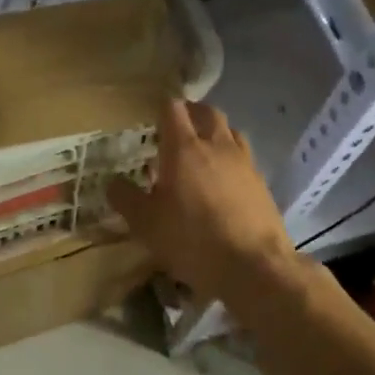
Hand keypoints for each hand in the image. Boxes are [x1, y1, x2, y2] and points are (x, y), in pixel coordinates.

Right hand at [108, 100, 296, 302]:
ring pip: (230, 131)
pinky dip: (231, 158)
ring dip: (215, 132)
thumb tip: (113, 182)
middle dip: (191, 113)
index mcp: (184, 148)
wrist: (254, 267)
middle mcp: (216, 146)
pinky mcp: (262, 183)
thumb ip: (126, 198)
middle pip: (207, 112)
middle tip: (177, 126)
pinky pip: (244, 157)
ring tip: (202, 149)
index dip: (161, 107)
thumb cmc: (192, 240)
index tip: (151, 116)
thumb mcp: (146, 224)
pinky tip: (224, 179)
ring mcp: (244, 162)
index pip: (172, 109)